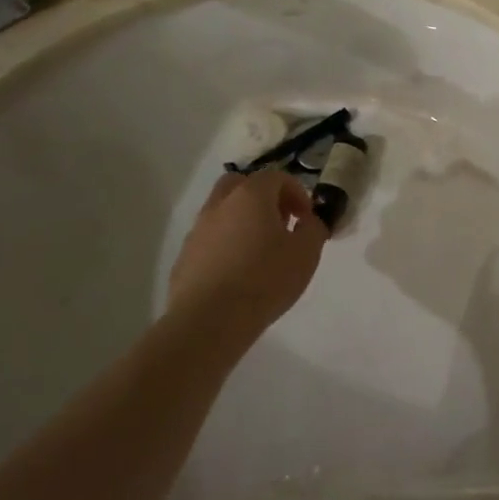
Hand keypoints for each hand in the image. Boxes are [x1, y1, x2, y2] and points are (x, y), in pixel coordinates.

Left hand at [167, 171, 326, 348]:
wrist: (208, 322)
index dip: (296, 192)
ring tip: (258, 251)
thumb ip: (314, 229)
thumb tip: (308, 221)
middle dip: (262, 197)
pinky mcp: (184, 258)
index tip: (305, 218)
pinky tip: (236, 273)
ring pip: (221, 212)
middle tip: (278, 223)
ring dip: (241, 221)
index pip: (276, 177)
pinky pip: (209, 240)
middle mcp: (220, 205)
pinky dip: (224, 245)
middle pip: (241, 184)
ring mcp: (197, 231)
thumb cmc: (264, 280)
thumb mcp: (306, 253)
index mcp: (251, 196)